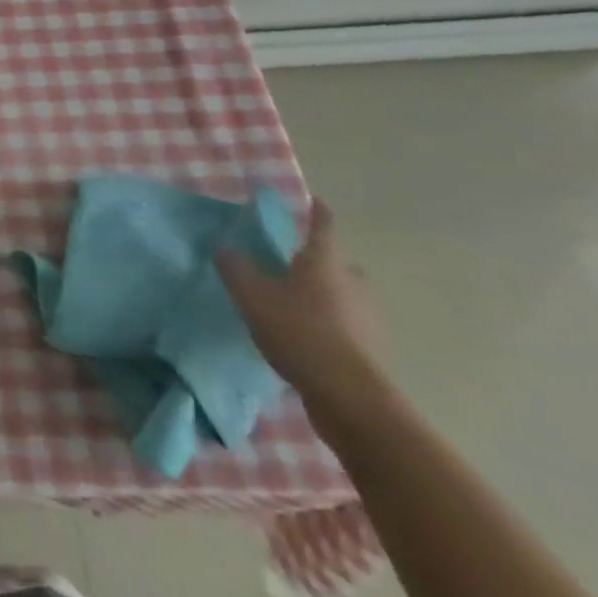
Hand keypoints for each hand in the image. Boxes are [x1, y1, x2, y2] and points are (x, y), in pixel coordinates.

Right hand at [218, 200, 388, 419]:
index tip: (310, 200)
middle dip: (319, 258)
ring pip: (345, 294)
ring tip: (296, 300)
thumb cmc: (298, 331)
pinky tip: (308, 334)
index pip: (323, 226)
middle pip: (338, 262)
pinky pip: (347, 323)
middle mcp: (352, 283)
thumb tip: (226, 248)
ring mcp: (367, 318)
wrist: (349, 396)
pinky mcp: (370, 349)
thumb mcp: (251, 295)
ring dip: (326, 292)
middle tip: (292, 259)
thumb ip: (235, 267)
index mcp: (324, 262)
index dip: (315, 211)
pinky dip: (330, 321)